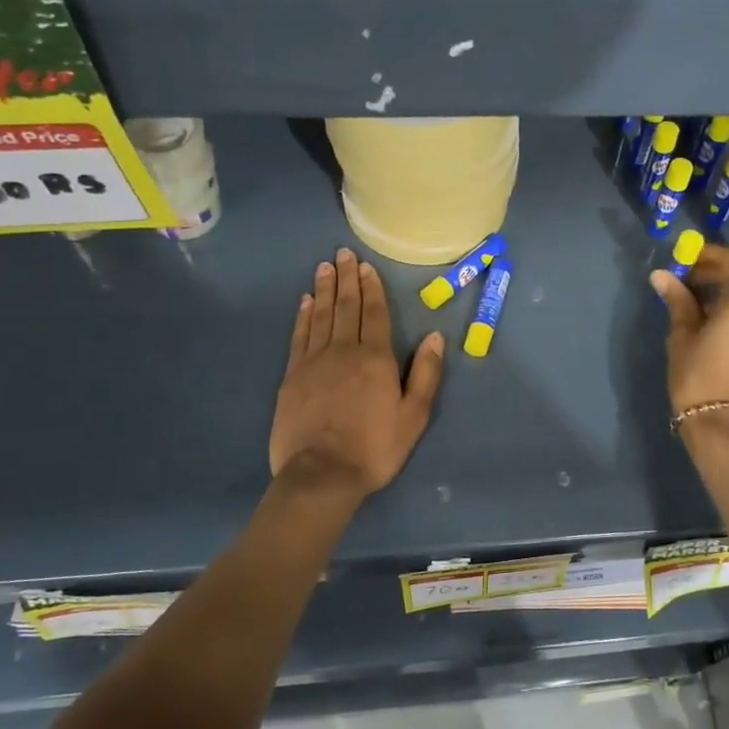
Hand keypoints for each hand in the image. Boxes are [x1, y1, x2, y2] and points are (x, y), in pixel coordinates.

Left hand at [269, 248, 445, 497]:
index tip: (365, 266)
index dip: (371, 288)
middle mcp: (344, 350)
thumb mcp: (413, 417)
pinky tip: (304, 302)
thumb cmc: (374, 448)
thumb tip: (435, 337)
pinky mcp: (292, 376)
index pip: (374, 313)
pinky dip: (303, 316)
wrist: (321, 475)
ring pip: (321, 315)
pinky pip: (300, 336)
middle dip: (346, 279)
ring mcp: (314, 362)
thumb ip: (426, 375)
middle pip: (345, 307)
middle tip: (342, 254)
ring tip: (324, 268)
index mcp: (375, 358)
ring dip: (324, 290)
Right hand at [650, 245, 728, 424]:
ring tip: (704, 312)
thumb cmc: (697, 376)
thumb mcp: (682, 336)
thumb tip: (662, 275)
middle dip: (719, 277)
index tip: (686, 263)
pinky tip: (720, 334)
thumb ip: (678, 301)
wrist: (724, 426)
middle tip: (689, 287)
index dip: (710, 255)